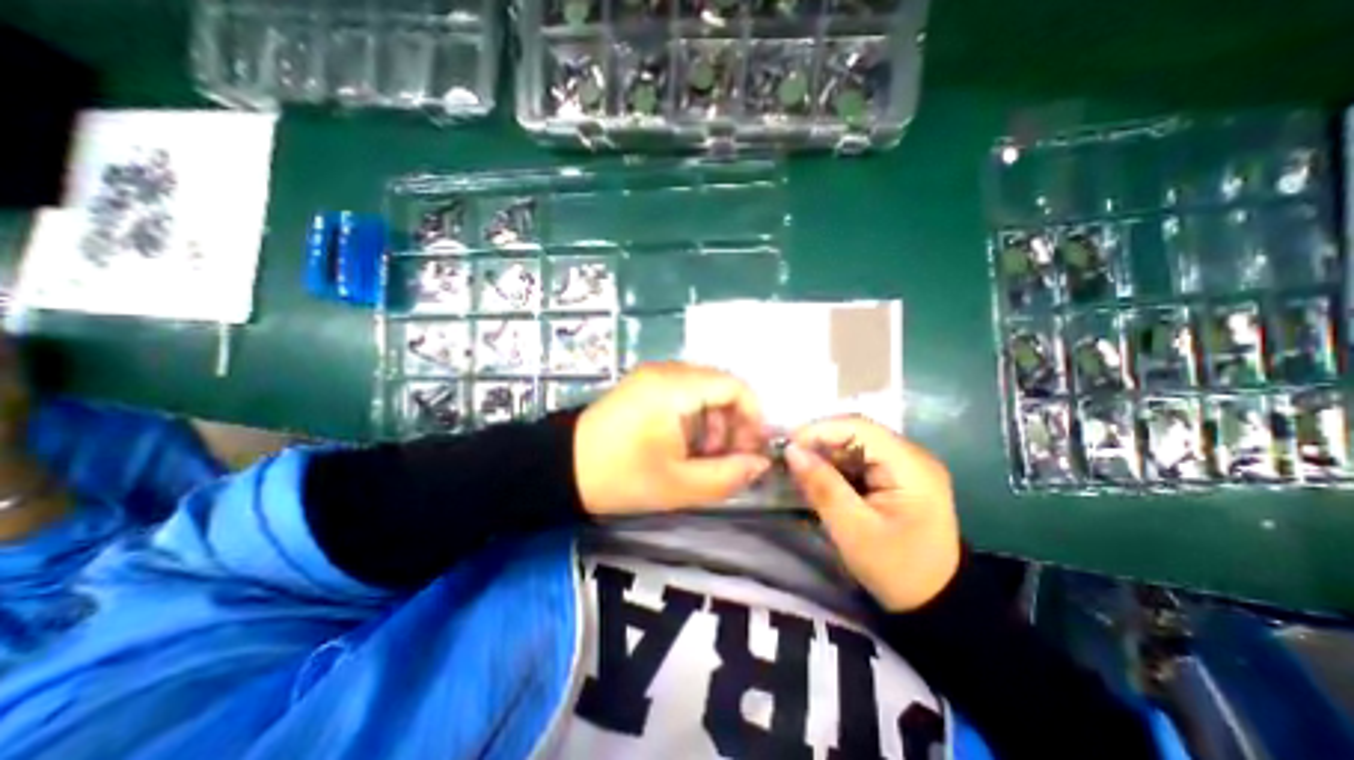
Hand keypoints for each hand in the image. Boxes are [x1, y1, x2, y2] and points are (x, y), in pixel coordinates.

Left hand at [574, 363, 770, 515]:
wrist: (561, 469)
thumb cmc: (619, 477)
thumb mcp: (679, 485)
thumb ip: (727, 476)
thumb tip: (761, 464)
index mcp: (674, 387)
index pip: (734, 385)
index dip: (753, 417)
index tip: (753, 450)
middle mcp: (666, 371)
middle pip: (721, 386)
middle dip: (733, 423)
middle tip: (727, 459)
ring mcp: (653, 375)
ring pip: (704, 390)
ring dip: (715, 422)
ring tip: (704, 457)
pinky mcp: (644, 385)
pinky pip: (685, 393)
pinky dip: (696, 418)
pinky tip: (685, 445)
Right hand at [784, 416, 960, 610]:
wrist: (936, 601)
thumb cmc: (897, 569)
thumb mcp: (853, 531)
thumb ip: (823, 486)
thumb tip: (791, 451)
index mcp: (911, 466)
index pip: (858, 427)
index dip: (818, 430)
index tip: (786, 447)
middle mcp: (912, 455)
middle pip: (856, 431)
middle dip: (819, 442)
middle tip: (788, 460)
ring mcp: (906, 463)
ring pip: (855, 442)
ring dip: (825, 453)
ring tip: (800, 470)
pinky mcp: (898, 473)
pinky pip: (860, 457)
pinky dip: (836, 464)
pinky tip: (821, 479)